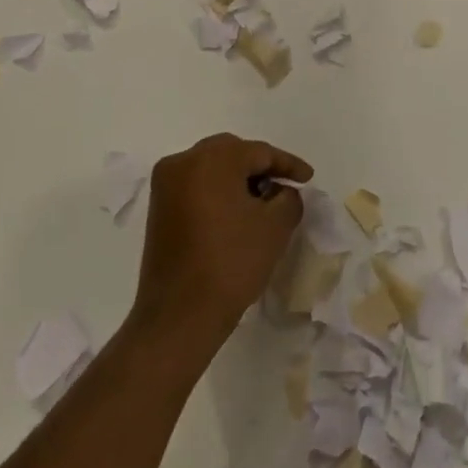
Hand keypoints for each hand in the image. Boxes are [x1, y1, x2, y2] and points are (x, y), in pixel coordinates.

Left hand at [132, 134, 311, 345]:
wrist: (179, 315)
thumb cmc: (231, 263)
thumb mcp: (275, 227)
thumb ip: (288, 197)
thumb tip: (281, 191)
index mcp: (211, 159)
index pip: (259, 152)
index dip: (288, 164)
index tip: (308, 178)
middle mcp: (182, 162)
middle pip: (232, 152)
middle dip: (260, 166)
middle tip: (284, 185)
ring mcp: (165, 185)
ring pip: (211, 167)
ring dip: (238, 178)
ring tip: (263, 201)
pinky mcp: (158, 208)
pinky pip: (195, 185)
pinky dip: (217, 191)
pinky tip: (236, 212)